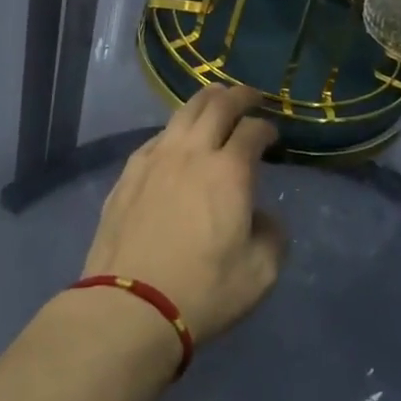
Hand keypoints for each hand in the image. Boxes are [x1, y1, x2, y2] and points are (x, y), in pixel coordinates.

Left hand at [82, 86, 286, 343]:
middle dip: (238, 96)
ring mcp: (155, 158)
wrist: (130, 304)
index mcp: (228, 172)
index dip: (266, 127)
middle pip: (216, 105)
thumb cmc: (203, 291)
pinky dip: (175, 128)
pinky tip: (176, 138)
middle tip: (250, 96)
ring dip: (204, 101)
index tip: (272, 135)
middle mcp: (191, 152)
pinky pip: (157, 136)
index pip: (252, 131)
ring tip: (215, 99)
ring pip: (182, 113)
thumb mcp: (260, 274)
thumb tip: (261, 216)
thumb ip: (272, 236)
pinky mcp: (129, 172)